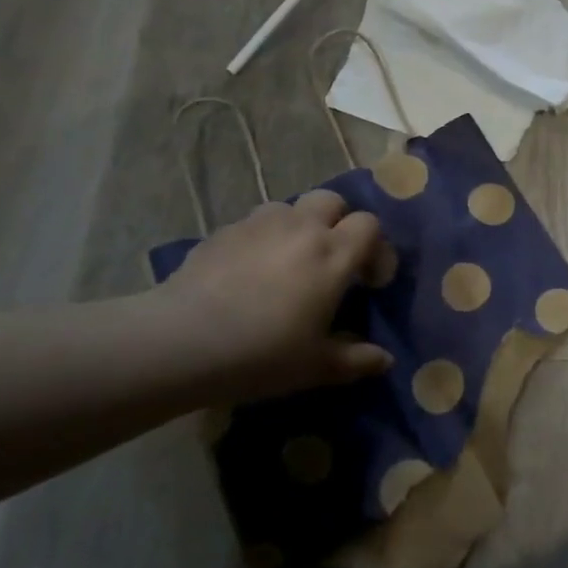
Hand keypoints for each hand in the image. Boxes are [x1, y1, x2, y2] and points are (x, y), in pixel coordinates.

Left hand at [150, 190, 391, 402]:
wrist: (181, 342)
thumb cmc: (262, 353)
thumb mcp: (316, 366)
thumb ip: (356, 360)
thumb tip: (385, 360)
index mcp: (333, 254)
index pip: (369, 225)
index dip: (377, 249)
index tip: (369, 281)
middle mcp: (301, 227)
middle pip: (333, 201)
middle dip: (339, 222)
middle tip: (331, 259)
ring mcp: (259, 225)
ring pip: (290, 208)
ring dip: (297, 227)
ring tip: (287, 261)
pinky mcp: (223, 231)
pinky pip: (253, 225)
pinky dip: (261, 240)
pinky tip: (247, 272)